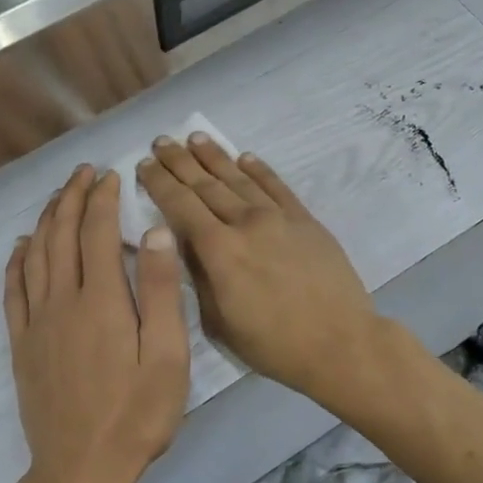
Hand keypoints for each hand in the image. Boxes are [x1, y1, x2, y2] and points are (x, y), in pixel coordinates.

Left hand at [4, 166, 189, 482]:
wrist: (81, 469)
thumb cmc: (136, 415)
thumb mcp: (168, 357)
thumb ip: (161, 292)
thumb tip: (155, 233)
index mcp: (102, 300)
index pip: (98, 232)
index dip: (103, 199)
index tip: (111, 176)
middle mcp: (62, 301)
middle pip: (62, 235)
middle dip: (73, 197)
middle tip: (84, 173)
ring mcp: (37, 323)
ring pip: (35, 255)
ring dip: (46, 219)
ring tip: (58, 196)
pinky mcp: (22, 345)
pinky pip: (13, 290)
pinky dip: (17, 261)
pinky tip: (22, 246)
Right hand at [137, 134, 379, 402]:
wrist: (339, 343)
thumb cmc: (272, 344)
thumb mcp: (219, 321)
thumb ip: (198, 277)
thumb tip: (181, 244)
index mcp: (219, 250)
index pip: (180, 205)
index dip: (159, 182)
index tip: (143, 164)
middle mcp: (246, 223)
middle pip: (206, 184)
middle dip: (180, 162)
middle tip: (161, 142)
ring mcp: (279, 218)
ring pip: (239, 178)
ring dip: (215, 157)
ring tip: (195, 138)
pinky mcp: (305, 220)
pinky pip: (277, 186)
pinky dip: (259, 169)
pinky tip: (245, 157)